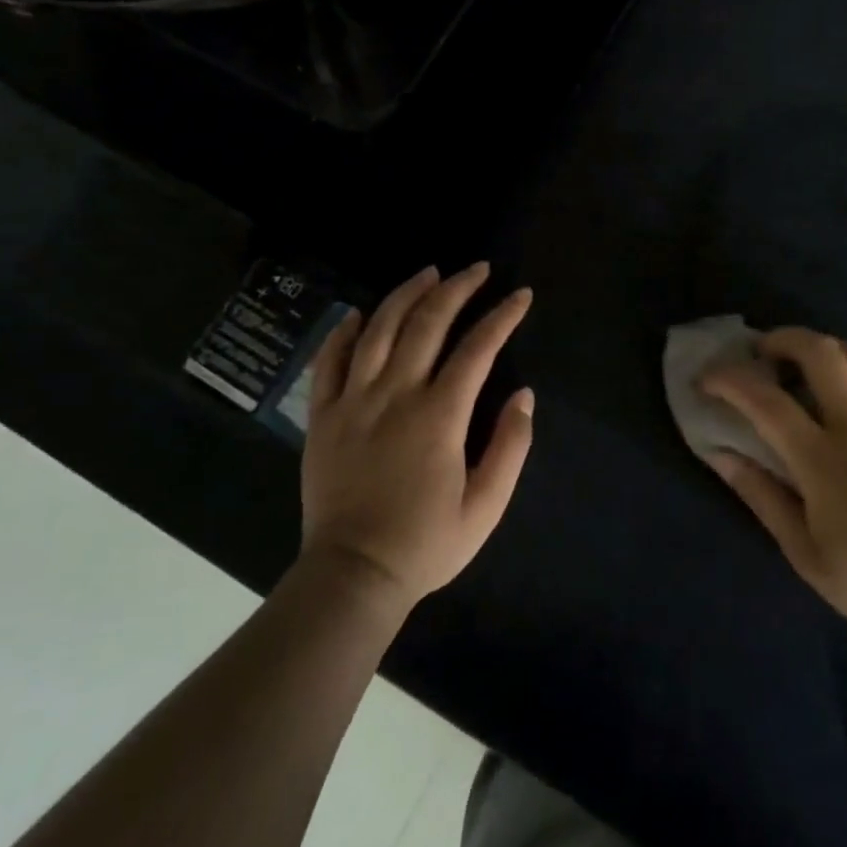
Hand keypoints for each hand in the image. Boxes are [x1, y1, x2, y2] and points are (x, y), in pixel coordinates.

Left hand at [299, 263, 533, 610]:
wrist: (352, 576)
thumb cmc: (426, 543)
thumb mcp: (486, 505)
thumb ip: (511, 446)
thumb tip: (525, 395)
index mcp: (439, 416)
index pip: (478, 348)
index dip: (503, 316)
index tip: (520, 296)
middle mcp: (395, 395)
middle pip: (427, 323)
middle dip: (457, 288)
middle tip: (478, 270)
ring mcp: (353, 402)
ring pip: (379, 329)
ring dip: (406, 294)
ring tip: (429, 274)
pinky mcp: (322, 416)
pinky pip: (329, 361)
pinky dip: (345, 331)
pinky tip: (360, 313)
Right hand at [700, 328, 846, 647]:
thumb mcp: (805, 554)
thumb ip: (762, 497)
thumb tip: (721, 455)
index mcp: (823, 460)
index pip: (765, 401)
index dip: (729, 380)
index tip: (707, 378)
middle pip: (821, 352)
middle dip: (783, 339)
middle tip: (765, 354)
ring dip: (830, 350)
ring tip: (814, 368)